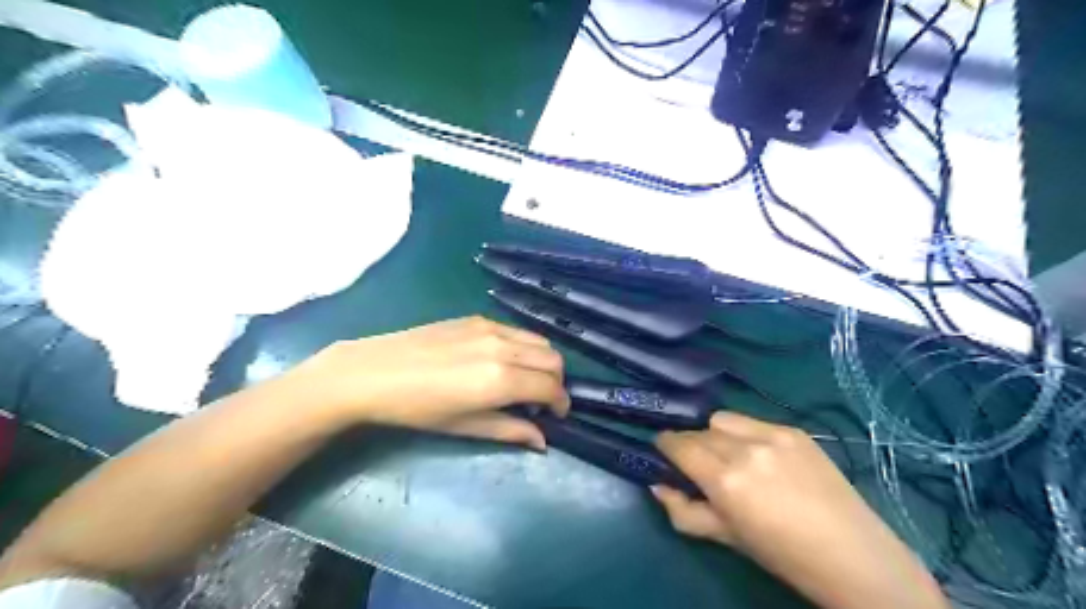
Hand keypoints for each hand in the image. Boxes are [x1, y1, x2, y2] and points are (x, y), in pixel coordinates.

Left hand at [295, 316, 568, 448]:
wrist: (374, 372)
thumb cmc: (417, 409)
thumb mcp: (465, 426)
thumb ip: (510, 430)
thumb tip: (542, 441)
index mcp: (502, 379)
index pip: (551, 387)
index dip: (561, 403)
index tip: (556, 416)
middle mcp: (504, 348)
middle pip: (554, 359)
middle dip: (556, 382)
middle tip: (541, 400)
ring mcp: (492, 328)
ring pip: (539, 341)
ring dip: (543, 361)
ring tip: (526, 379)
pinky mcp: (478, 318)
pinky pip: (517, 330)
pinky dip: (524, 346)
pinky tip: (504, 361)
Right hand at [648, 410, 946, 607]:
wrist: (853, 555)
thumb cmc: (782, 554)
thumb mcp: (725, 538)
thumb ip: (683, 511)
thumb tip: (656, 486)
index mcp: (725, 479)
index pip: (678, 444)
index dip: (665, 445)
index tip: (662, 451)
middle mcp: (744, 448)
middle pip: (699, 431)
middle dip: (690, 444)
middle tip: (698, 464)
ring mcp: (772, 435)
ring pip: (723, 419)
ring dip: (716, 433)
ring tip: (730, 455)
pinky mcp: (794, 430)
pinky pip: (753, 421)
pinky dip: (745, 433)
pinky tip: (761, 456)